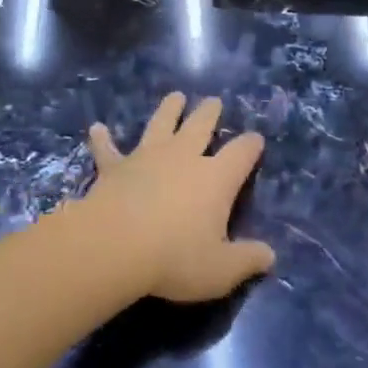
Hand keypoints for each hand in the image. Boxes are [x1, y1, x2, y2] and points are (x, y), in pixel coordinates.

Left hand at [83, 92, 275, 302]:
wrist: (117, 243)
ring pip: (160, 124)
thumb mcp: (221, 270)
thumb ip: (247, 261)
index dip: (250, 146)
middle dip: (209, 113)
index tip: (256, 138)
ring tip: (175, 96)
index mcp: (215, 179)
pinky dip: (103, 139)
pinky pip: (108, 149)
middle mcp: (183, 157)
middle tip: (213, 101)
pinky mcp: (115, 166)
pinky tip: (97, 128)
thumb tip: (270, 255)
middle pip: (200, 126)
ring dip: (168, 109)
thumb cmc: (176, 258)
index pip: (240, 155)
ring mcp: (147, 156)